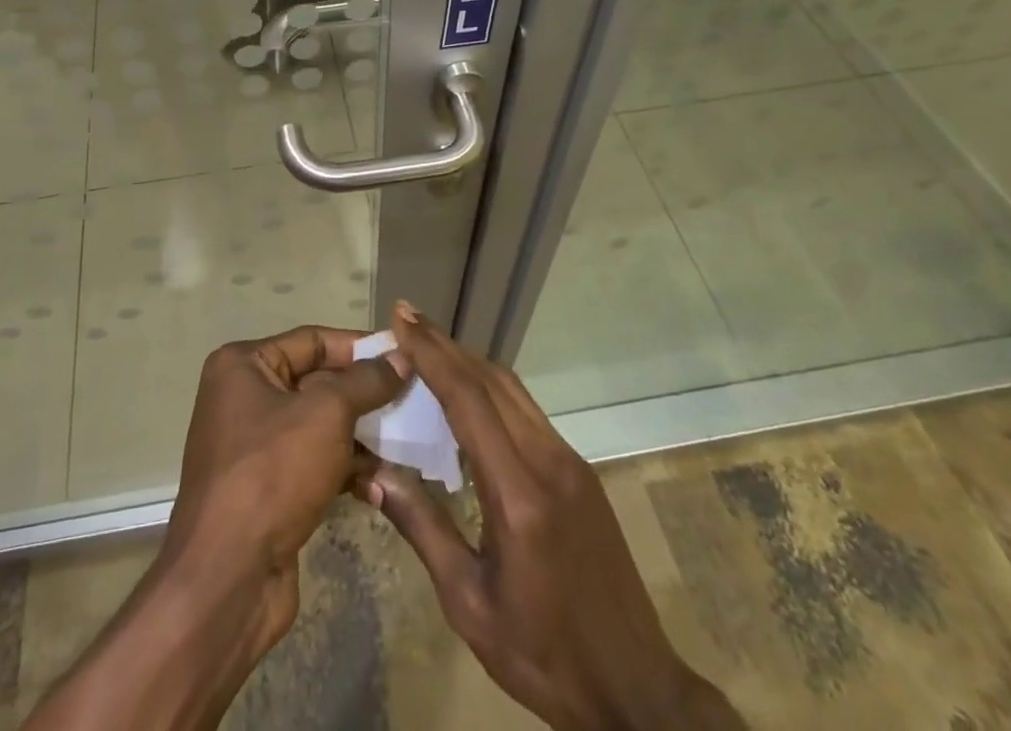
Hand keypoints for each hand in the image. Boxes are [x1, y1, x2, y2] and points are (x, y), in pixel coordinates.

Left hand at [165, 325, 408, 644]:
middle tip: (414, 401)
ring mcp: (254, 445)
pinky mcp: (268, 488)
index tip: (405, 354)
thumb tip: (401, 356)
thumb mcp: (326, 414)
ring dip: (362, 436)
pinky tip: (381, 485)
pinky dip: (346, 469)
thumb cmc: (272, 472)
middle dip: (365, 394)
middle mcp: (244, 396)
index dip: (360, 346)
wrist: (228, 577)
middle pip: (317, 382)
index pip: (312, 341)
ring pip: (320, 426)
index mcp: (243, 365)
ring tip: (408, 444)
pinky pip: (315, 463)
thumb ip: (367, 381)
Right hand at [361, 304, 741, 730]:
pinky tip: (467, 396)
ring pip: (511, 389)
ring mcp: (570, 462)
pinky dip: (490, 387)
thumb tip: (373, 474)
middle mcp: (548, 461)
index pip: (468, 399)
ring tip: (428, 347)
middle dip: (445, 345)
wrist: (637, 691)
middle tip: (405, 320)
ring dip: (468, 361)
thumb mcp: (470, 604)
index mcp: (519, 494)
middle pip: (490, 380)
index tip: (401, 319)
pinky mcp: (580, 471)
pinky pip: (526, 410)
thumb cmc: (545, 656)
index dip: (431, 353)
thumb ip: (422, 529)